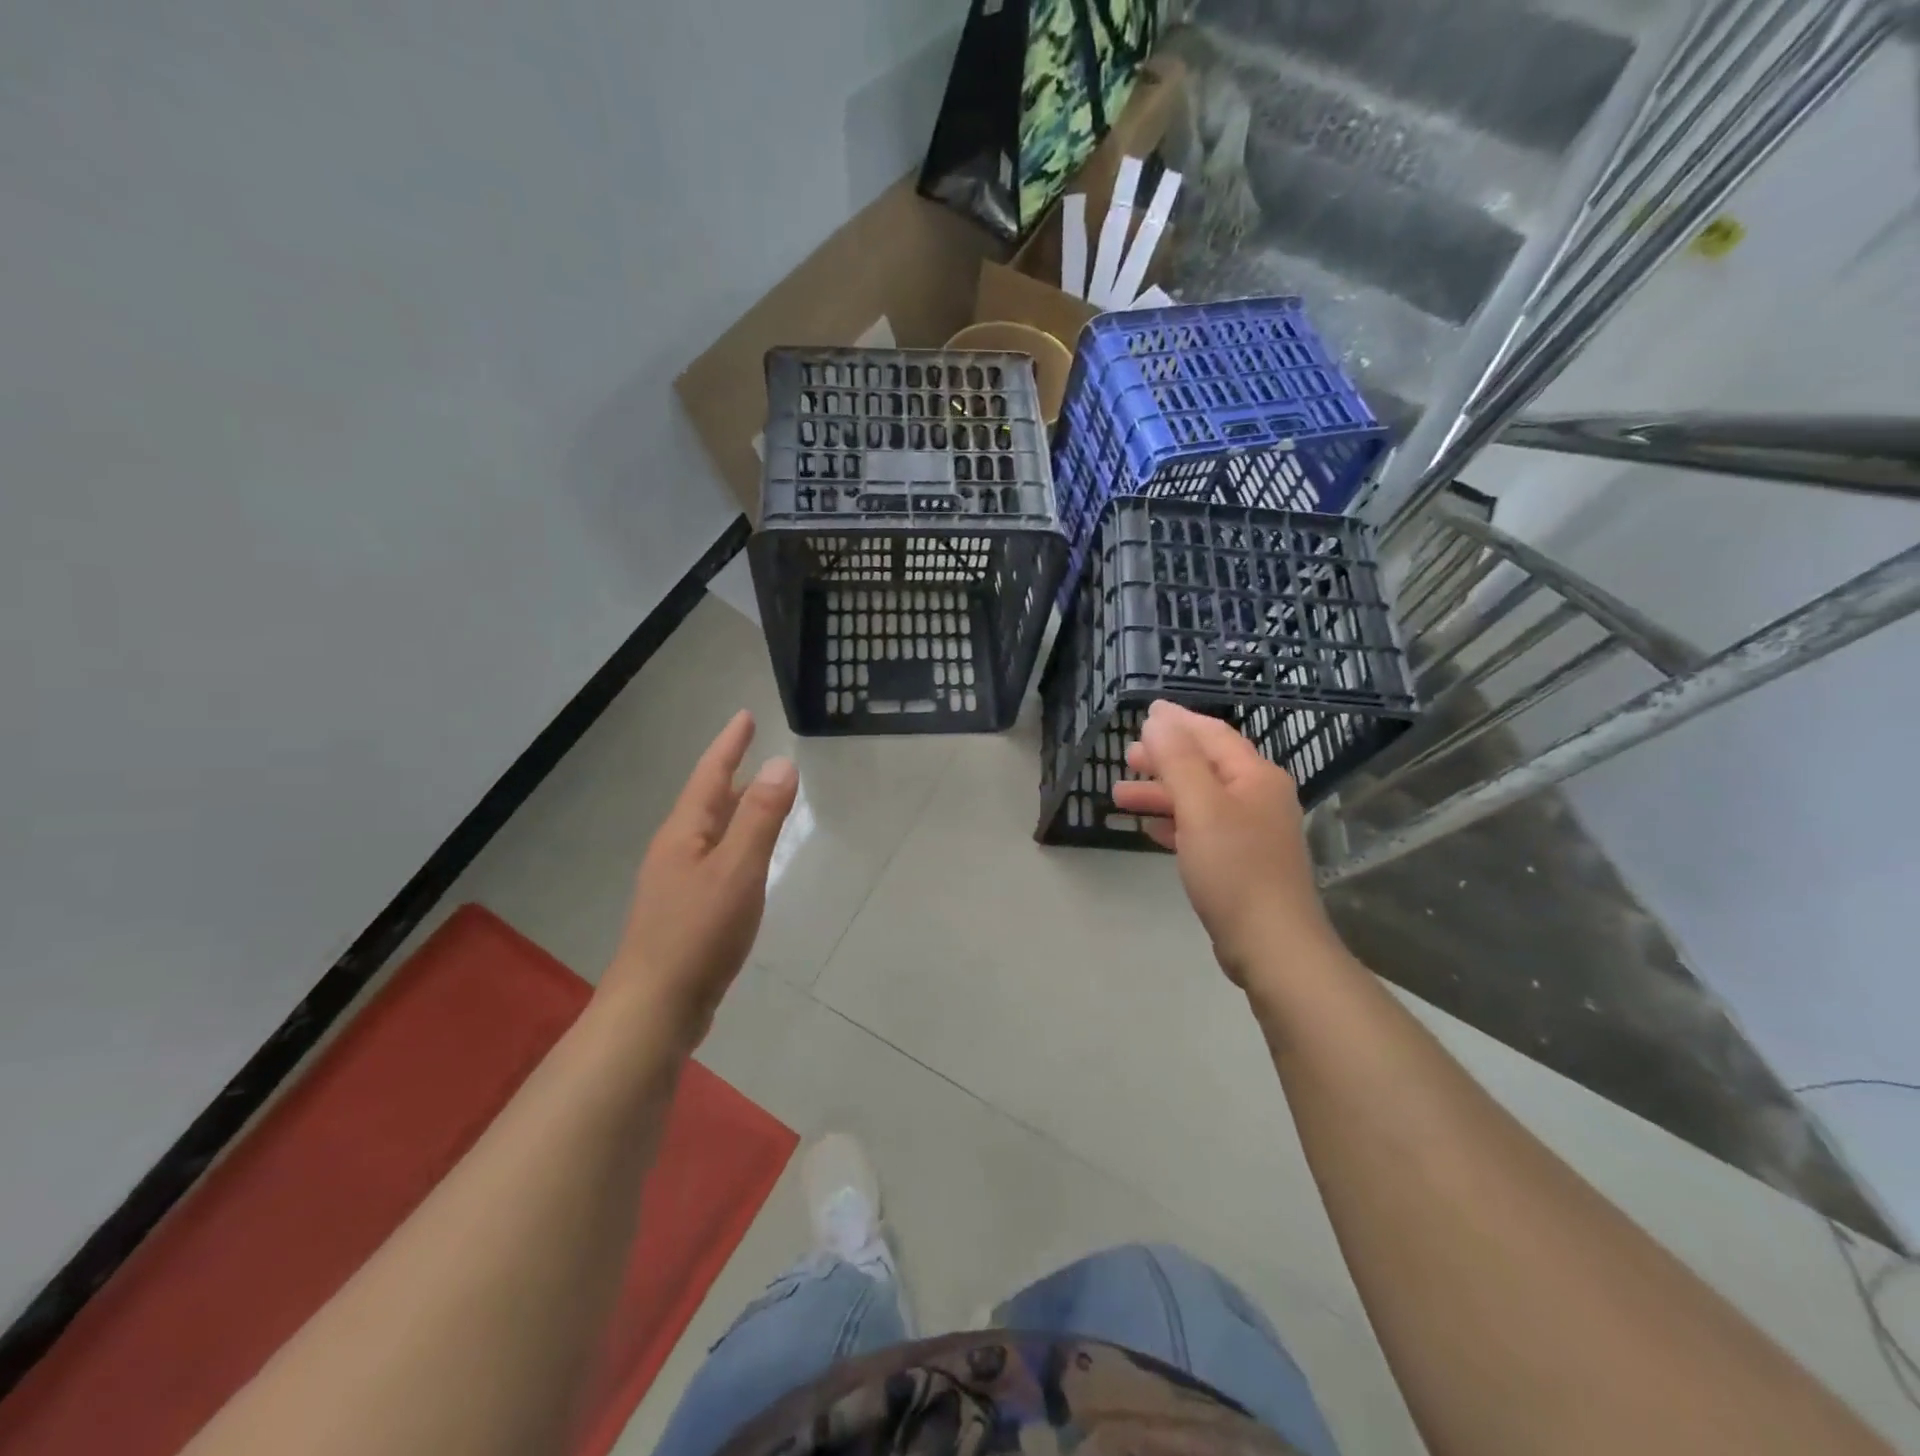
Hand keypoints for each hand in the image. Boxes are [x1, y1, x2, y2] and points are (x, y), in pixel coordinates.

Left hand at [601, 710, 797, 1050]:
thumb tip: (781, 763)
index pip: (711, 775)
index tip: (745, 716)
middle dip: (732, 774)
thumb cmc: (698, 934)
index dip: (729, 745)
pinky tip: (747, 860)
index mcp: (684, 834)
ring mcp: (677, 883)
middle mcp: (676, 851)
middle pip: (707, 801)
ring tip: (758, 797)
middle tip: (755, 751)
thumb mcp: (738, 870)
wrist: (656, 1007)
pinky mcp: (686, 912)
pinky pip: (716, 861)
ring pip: (711, 833)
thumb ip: (761, 817)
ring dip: (734, 809)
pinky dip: (736, 844)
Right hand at [1112, 701, 1338, 988]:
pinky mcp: (1242, 862)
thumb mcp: (1201, 807)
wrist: (1272, 944)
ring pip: (1199, 799)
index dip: (1177, 721)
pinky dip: (1175, 823)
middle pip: (1205, 765)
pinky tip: (1150, 829)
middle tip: (1126, 757)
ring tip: (1120, 796)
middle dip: (1164, 758)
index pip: (1212, 735)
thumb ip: (1177, 760)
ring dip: (1161, 793)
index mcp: (1255, 777)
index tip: (1144, 712)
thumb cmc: (1235, 869)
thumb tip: (1157, 719)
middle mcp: (1258, 797)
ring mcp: (1252, 832)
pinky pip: (1202, 828)